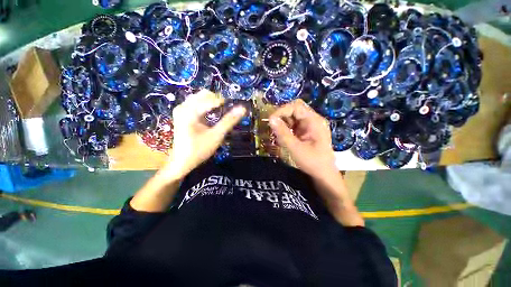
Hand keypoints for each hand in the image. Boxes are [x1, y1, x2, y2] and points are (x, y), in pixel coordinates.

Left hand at [162, 90, 245, 178]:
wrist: (182, 162)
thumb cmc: (199, 150)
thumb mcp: (216, 136)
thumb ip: (229, 121)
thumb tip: (242, 109)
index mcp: (189, 111)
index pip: (211, 99)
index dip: (225, 102)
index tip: (235, 108)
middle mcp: (183, 106)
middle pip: (205, 95)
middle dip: (218, 101)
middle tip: (227, 112)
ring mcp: (181, 109)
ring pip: (201, 98)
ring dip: (213, 104)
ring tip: (221, 114)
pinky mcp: (182, 114)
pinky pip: (197, 103)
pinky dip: (207, 107)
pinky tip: (212, 116)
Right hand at [269, 99, 336, 179]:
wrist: (323, 174)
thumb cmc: (312, 162)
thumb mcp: (295, 148)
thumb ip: (283, 133)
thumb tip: (270, 119)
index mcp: (314, 121)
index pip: (296, 106)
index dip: (282, 110)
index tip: (271, 120)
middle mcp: (313, 120)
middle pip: (295, 110)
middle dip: (282, 116)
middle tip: (273, 126)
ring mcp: (310, 125)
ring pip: (293, 117)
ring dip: (283, 123)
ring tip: (277, 133)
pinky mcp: (306, 131)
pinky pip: (294, 124)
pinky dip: (286, 128)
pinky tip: (283, 136)